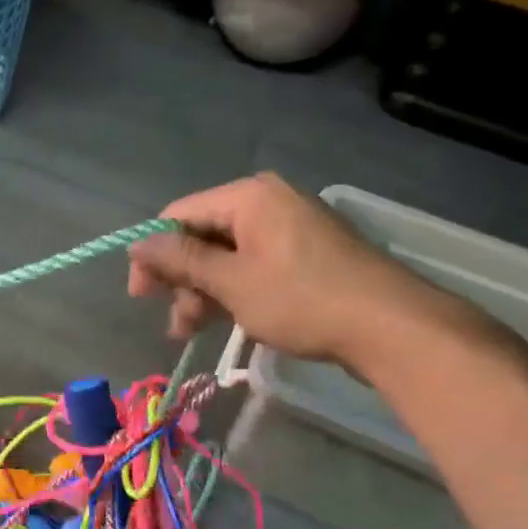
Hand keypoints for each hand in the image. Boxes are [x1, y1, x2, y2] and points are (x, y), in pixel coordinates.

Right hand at [128, 173, 458, 365]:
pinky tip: (227, 320)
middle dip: (181, 280)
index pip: (179, 215)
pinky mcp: (306, 253)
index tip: (141, 297)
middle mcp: (268, 202)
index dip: (153, 254)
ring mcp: (290, 227)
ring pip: (226, 255)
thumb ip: (181, 261)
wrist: (390, 327)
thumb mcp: (232, 282)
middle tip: (176, 324)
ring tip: (195, 331)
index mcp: (248, 197)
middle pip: (202, 235)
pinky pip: (253, 264)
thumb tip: (137, 243)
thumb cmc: (302, 300)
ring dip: (204, 292)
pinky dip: (233, 291)